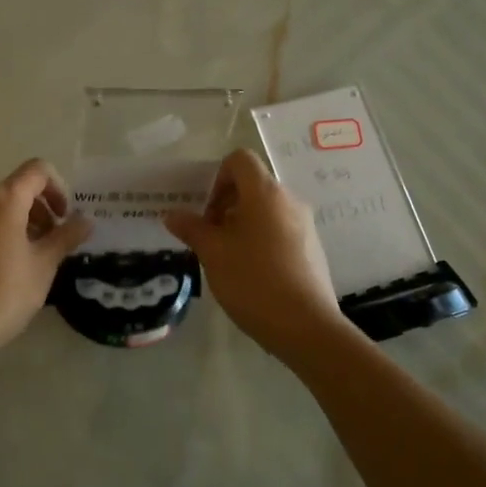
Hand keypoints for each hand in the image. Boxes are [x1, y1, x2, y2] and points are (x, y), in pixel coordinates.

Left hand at [0, 159, 92, 353]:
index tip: (65, 218)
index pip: (37, 170)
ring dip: (23, 224)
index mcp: (4, 200)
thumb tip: (85, 220)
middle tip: (55, 242)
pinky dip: (2, 236)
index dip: (58, 188)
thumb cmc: (6, 291)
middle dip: (42, 209)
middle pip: (18, 189)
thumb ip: (66, 237)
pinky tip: (9, 270)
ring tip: (35, 259)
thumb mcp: (44, 265)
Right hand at [164, 148, 342, 353]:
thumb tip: (173, 215)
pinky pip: (280, 230)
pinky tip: (251, 274)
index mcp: (265, 193)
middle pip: (253, 185)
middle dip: (226, 205)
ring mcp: (305, 225)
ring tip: (228, 259)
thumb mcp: (213, 253)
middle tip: (210, 238)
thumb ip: (191, 229)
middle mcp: (289, 200)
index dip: (217, 177)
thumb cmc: (253, 280)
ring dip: (242, 224)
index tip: (207, 211)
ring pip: (266, 210)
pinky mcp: (312, 249)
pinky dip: (261, 240)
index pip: (240, 160)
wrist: (305, 326)